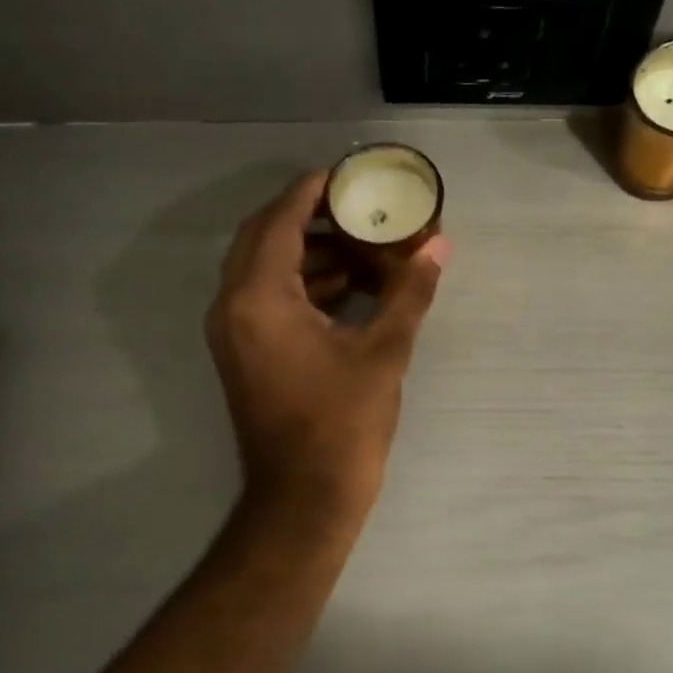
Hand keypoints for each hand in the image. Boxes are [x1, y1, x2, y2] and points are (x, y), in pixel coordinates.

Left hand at [206, 171, 448, 521]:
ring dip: (307, 253)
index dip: (312, 190)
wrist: (303, 498)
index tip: (346, 174)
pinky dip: (299, 285)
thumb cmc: (342, 424)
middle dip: (309, 217)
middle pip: (263, 238)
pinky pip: (264, 299)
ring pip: (262, 269)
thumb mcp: (383, 353)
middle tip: (356, 208)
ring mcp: (232, 333)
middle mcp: (232, 306)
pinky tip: (345, 289)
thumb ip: (408, 292)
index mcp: (260, 297)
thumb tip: (439, 246)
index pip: (280, 220)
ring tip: (361, 247)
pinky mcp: (242, 354)